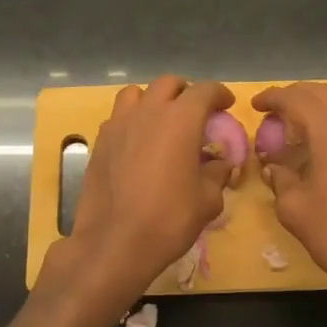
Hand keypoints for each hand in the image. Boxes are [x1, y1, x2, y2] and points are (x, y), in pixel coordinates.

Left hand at [64, 75, 234, 297]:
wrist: (114, 242)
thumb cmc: (168, 219)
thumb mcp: (208, 200)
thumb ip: (217, 174)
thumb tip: (219, 164)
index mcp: (180, 119)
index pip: (204, 90)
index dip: (219, 94)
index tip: (226, 104)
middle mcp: (148, 111)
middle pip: (168, 84)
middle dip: (186, 93)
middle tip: (196, 114)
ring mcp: (119, 124)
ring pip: (136, 93)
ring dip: (153, 100)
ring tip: (162, 122)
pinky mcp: (99, 142)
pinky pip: (118, 117)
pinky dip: (132, 121)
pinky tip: (138, 144)